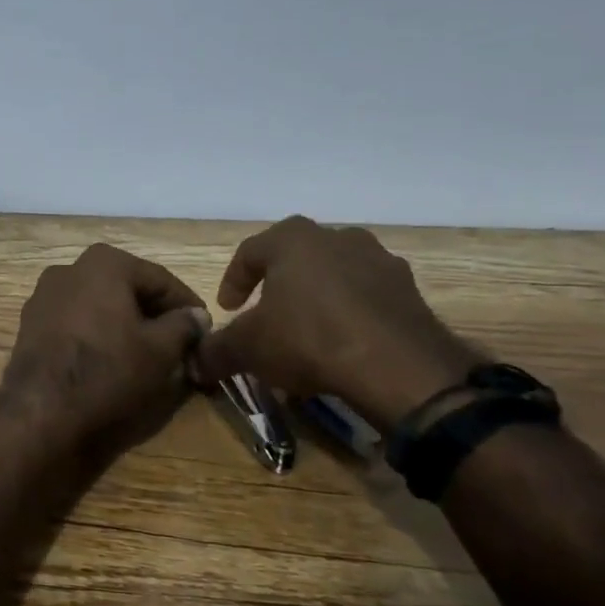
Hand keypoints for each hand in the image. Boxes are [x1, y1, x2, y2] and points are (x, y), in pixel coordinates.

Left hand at [0, 243, 209, 453]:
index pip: (160, 280)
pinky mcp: (30, 324)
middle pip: (126, 289)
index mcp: (104, 263)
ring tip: (147, 354)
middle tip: (179, 343)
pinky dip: (97, 334)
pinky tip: (111, 359)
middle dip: (154, 314)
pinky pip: (76, 322)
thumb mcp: (160, 349)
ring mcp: (44, 296)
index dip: (187, 306)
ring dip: (125, 324)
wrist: (41, 410)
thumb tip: (197, 316)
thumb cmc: (108, 370)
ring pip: (99, 305)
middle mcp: (69, 269)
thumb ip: (184, 326)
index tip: (206, 330)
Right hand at [194, 217, 478, 430]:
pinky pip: (368, 297)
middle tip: (267, 314)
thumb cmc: (309, 339)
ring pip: (336, 275)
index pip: (250, 252)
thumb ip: (216, 351)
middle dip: (278, 285)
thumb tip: (194, 362)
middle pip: (297, 257)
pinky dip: (351, 314)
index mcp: (293, 239)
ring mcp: (380, 262)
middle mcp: (338, 237)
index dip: (233, 281)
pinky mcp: (410, 291)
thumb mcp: (248, 348)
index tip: (228, 310)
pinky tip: (343, 345)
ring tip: (308, 331)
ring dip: (318, 297)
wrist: (398, 367)